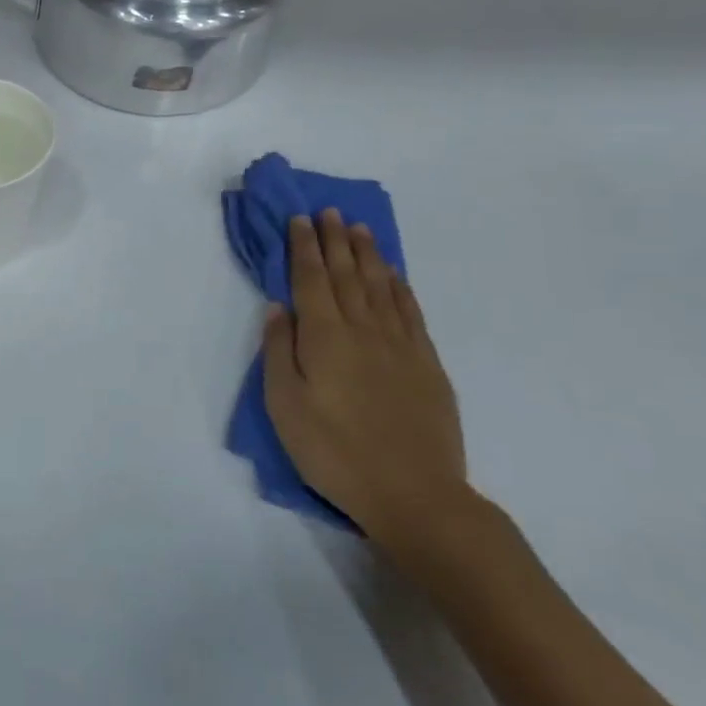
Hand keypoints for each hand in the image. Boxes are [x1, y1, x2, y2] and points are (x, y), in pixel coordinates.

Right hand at [262, 209, 469, 546]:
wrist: (414, 494)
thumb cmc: (334, 451)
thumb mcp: (285, 405)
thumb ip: (279, 351)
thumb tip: (278, 307)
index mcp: (325, 336)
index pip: (310, 279)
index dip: (303, 247)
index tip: (299, 219)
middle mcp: (363, 329)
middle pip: (346, 274)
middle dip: (334, 240)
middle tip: (329, 211)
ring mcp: (400, 345)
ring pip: (380, 285)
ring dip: (367, 254)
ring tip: (359, 229)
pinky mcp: (426, 364)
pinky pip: (410, 311)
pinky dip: (399, 286)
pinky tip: (393, 274)